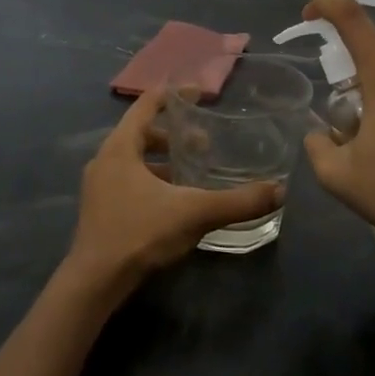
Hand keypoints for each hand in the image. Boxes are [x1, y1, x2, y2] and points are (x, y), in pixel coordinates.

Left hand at [63, 89, 283, 302]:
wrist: (95, 282)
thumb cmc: (140, 234)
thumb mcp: (194, 213)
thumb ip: (237, 202)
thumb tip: (279, 191)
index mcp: (120, 148)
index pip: (145, 106)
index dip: (172, 96)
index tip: (198, 93)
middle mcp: (105, 161)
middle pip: (140, 133)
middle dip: (172, 134)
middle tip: (203, 141)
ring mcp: (99, 187)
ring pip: (134, 160)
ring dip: (162, 160)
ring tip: (193, 170)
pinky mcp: (100, 210)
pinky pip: (129, 181)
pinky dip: (152, 180)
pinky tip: (174, 200)